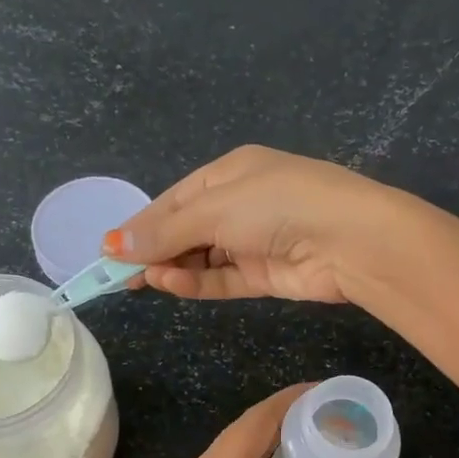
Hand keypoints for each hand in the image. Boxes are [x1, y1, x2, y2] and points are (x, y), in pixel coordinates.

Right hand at [105, 145, 407, 303]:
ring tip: (141, 280)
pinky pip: (222, 279)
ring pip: (202, 257)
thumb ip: (165, 230)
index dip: (141, 225)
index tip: (109, 250)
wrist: (349, 240)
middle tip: (117, 275)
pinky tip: (168, 284)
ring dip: (172, 268)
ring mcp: (254, 241)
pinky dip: (196, 283)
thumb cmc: (277, 204)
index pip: (175, 199)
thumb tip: (112, 244)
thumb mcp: (215, 208)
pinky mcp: (266, 275)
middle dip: (152, 250)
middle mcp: (241, 204)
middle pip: (185, 229)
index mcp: (230, 172)